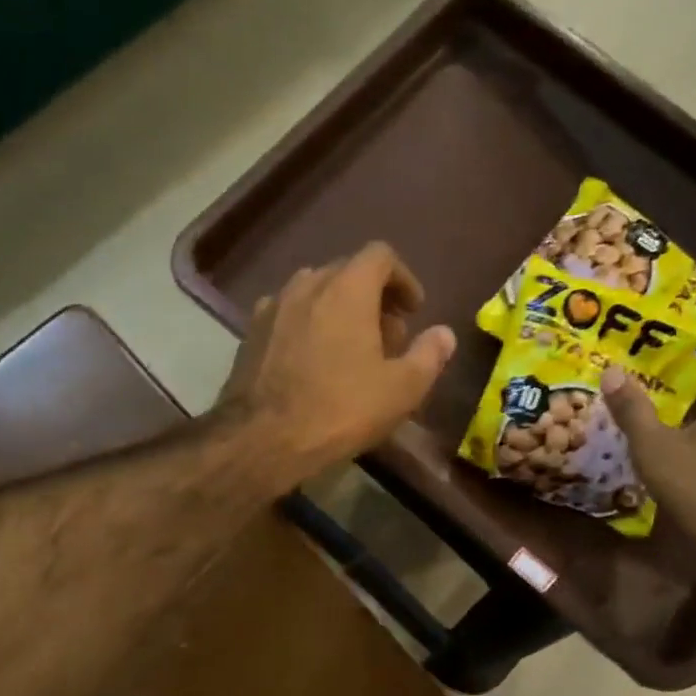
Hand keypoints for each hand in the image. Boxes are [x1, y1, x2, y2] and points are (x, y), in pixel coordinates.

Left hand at [219, 241, 456, 484]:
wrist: (263, 438)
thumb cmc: (340, 409)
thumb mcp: (401, 389)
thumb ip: (429, 356)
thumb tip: (444, 334)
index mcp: (347, 288)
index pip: (381, 256)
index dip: (403, 279)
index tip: (413, 310)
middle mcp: (307, 284)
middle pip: (347, 272)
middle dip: (373, 297)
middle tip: (387, 337)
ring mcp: (273, 306)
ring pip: (315, 292)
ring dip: (339, 310)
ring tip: (350, 349)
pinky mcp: (251, 332)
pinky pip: (288, 315)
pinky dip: (308, 325)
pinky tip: (312, 361)